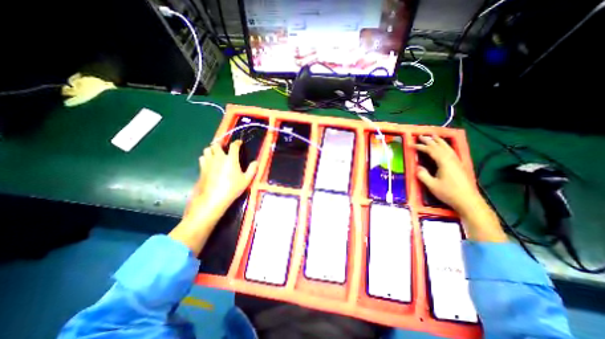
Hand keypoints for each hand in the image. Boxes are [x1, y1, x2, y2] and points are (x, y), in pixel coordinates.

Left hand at [186, 140, 258, 218]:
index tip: (239, 142)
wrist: (214, 198)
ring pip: (207, 150)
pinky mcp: (202, 168)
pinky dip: (206, 157)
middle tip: (225, 148)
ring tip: (216, 154)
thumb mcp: (246, 180)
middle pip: (216, 145)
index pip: (233, 146)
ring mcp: (209, 162)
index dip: (237, 142)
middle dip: (221, 144)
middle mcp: (219, 158)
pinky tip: (209, 162)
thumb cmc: (233, 188)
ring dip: (212, 150)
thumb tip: (256, 162)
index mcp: (231, 159)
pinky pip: (202, 158)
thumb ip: (252, 169)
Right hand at [414, 134, 505, 241]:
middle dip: (430, 140)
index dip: (421, 147)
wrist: (468, 201)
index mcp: (444, 162)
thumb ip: (423, 175)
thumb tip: (418, 167)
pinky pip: (452, 151)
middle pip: (440, 146)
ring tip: (433, 136)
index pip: (431, 150)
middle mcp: (451, 159)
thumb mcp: (432, 185)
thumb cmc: (448, 193)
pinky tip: (445, 147)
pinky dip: (446, 146)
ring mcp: (457, 162)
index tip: (412, 145)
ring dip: (439, 141)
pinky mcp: (460, 165)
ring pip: (447, 147)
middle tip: (421, 135)